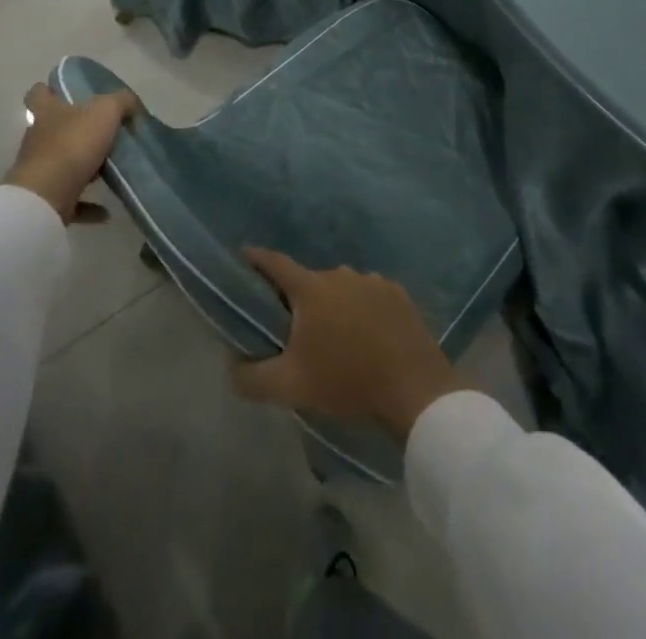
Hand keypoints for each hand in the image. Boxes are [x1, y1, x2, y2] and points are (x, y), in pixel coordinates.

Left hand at [4, 84, 140, 224]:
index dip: (50, 90)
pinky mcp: (45, 200)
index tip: (68, 93)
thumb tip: (132, 104)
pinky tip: (107, 211)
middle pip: (53, 129)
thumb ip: (121, 102)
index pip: (39, 93)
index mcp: (47, 113)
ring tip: (111, 170)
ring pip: (62, 164)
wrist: (45, 198)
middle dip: (75, 130)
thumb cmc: (72, 145)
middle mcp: (38, 139)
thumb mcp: (105, 111)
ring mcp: (39, 171)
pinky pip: (71, 200)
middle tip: (104, 133)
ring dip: (84, 168)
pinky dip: (89, 205)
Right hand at [231, 249, 465, 440]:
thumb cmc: (347, 382)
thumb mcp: (290, 388)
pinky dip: (362, 309)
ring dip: (333, 305)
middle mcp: (340, 273)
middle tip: (295, 328)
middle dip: (299, 299)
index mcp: (311, 289)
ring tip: (335, 337)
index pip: (275, 263)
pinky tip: (366, 336)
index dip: (256, 259)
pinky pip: (369, 295)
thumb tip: (232, 365)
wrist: (413, 388)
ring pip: (341, 288)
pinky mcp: (397, 293)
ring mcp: (372, 280)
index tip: (244, 257)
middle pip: (309, 281)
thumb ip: (252, 378)